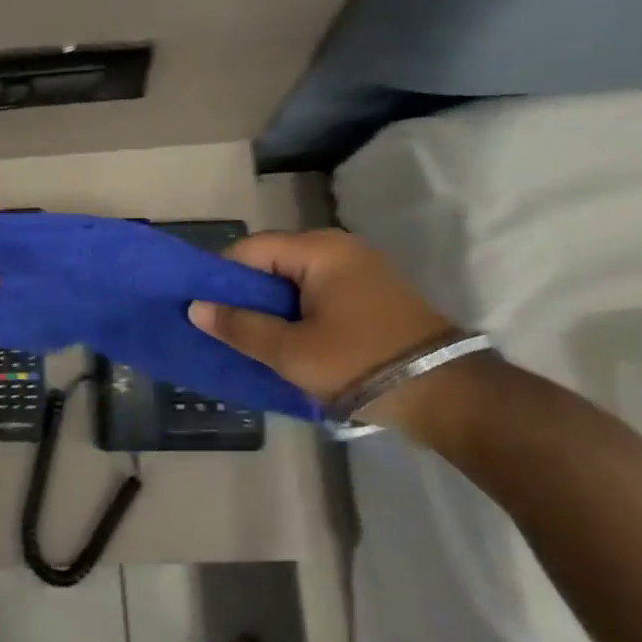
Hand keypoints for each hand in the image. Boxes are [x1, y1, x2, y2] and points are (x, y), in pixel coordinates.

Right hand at [188, 230, 455, 415]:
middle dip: (246, 294)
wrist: (446, 394)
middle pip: (272, 261)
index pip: (250, 249)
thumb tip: (196, 308)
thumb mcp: (290, 350)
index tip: (206, 310)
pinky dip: (298, 312)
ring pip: (295, 280)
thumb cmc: (358, 362)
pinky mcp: (372, 294)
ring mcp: (360, 270)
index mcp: (319, 250)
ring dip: (272, 307)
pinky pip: (318, 293)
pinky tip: (287, 340)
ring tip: (252, 338)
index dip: (222, 277)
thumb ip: (239, 326)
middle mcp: (339, 248)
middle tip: (225, 328)